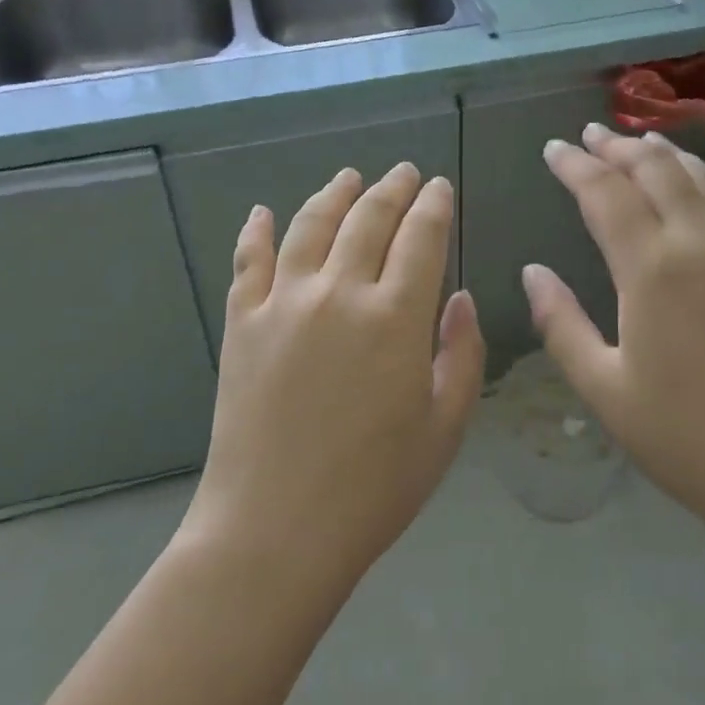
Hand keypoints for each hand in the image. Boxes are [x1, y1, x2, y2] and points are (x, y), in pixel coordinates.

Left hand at [183, 164, 484, 586]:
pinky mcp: (242, 322)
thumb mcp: (444, 428)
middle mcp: (340, 293)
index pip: (422, 237)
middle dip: (392, 189)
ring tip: (349, 177)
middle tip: (404, 172)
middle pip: (369, 219)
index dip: (434, 205)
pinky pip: (249, 260)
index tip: (440, 186)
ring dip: (335, 194)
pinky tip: (263, 212)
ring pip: (312, 224)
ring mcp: (284, 302)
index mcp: (395, 317)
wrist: (273, 532)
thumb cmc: (373, 488)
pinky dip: (257, 230)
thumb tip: (462, 299)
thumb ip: (461, 355)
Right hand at [523, 123, 704, 538]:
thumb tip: (532, 272)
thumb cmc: (689, 437)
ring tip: (647, 144)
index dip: (575, 165)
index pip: (605, 193)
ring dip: (671, 155)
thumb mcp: (605, 390)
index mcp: (651, 268)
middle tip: (593, 134)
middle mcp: (700, 242)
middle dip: (620, 146)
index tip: (554, 148)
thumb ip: (561, 325)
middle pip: (657, 171)